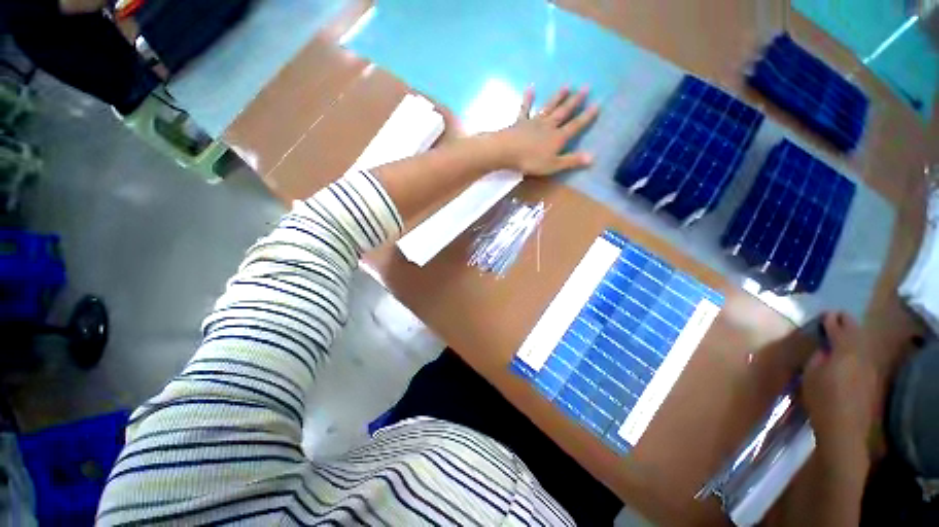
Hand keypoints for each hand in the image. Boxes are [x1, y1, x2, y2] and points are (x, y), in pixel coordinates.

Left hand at [493, 86, 599, 175]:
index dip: (587, 116)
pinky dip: (528, 99)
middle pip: (564, 112)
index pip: (576, 126)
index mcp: (558, 137)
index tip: (598, 104)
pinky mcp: (520, 121)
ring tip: (567, 85)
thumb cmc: (530, 161)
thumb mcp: (553, 165)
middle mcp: (548, 126)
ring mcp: (534, 121)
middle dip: (575, 101)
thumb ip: (572, 161)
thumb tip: (593, 157)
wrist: (507, 151)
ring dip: (558, 97)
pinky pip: (525, 109)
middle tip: (586, 87)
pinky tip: (530, 89)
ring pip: (549, 107)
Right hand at [802, 312, 877, 463]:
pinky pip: (864, 355)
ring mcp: (868, 367)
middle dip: (847, 323)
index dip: (832, 320)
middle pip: (856, 333)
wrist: (844, 428)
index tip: (826, 313)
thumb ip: (817, 358)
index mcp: (844, 351)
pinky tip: (851, 351)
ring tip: (844, 331)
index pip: (839, 329)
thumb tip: (823, 349)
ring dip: (854, 335)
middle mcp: (860, 355)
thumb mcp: (810, 375)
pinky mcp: (871, 379)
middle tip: (838, 316)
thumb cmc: (821, 399)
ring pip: (862, 344)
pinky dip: (857, 348)